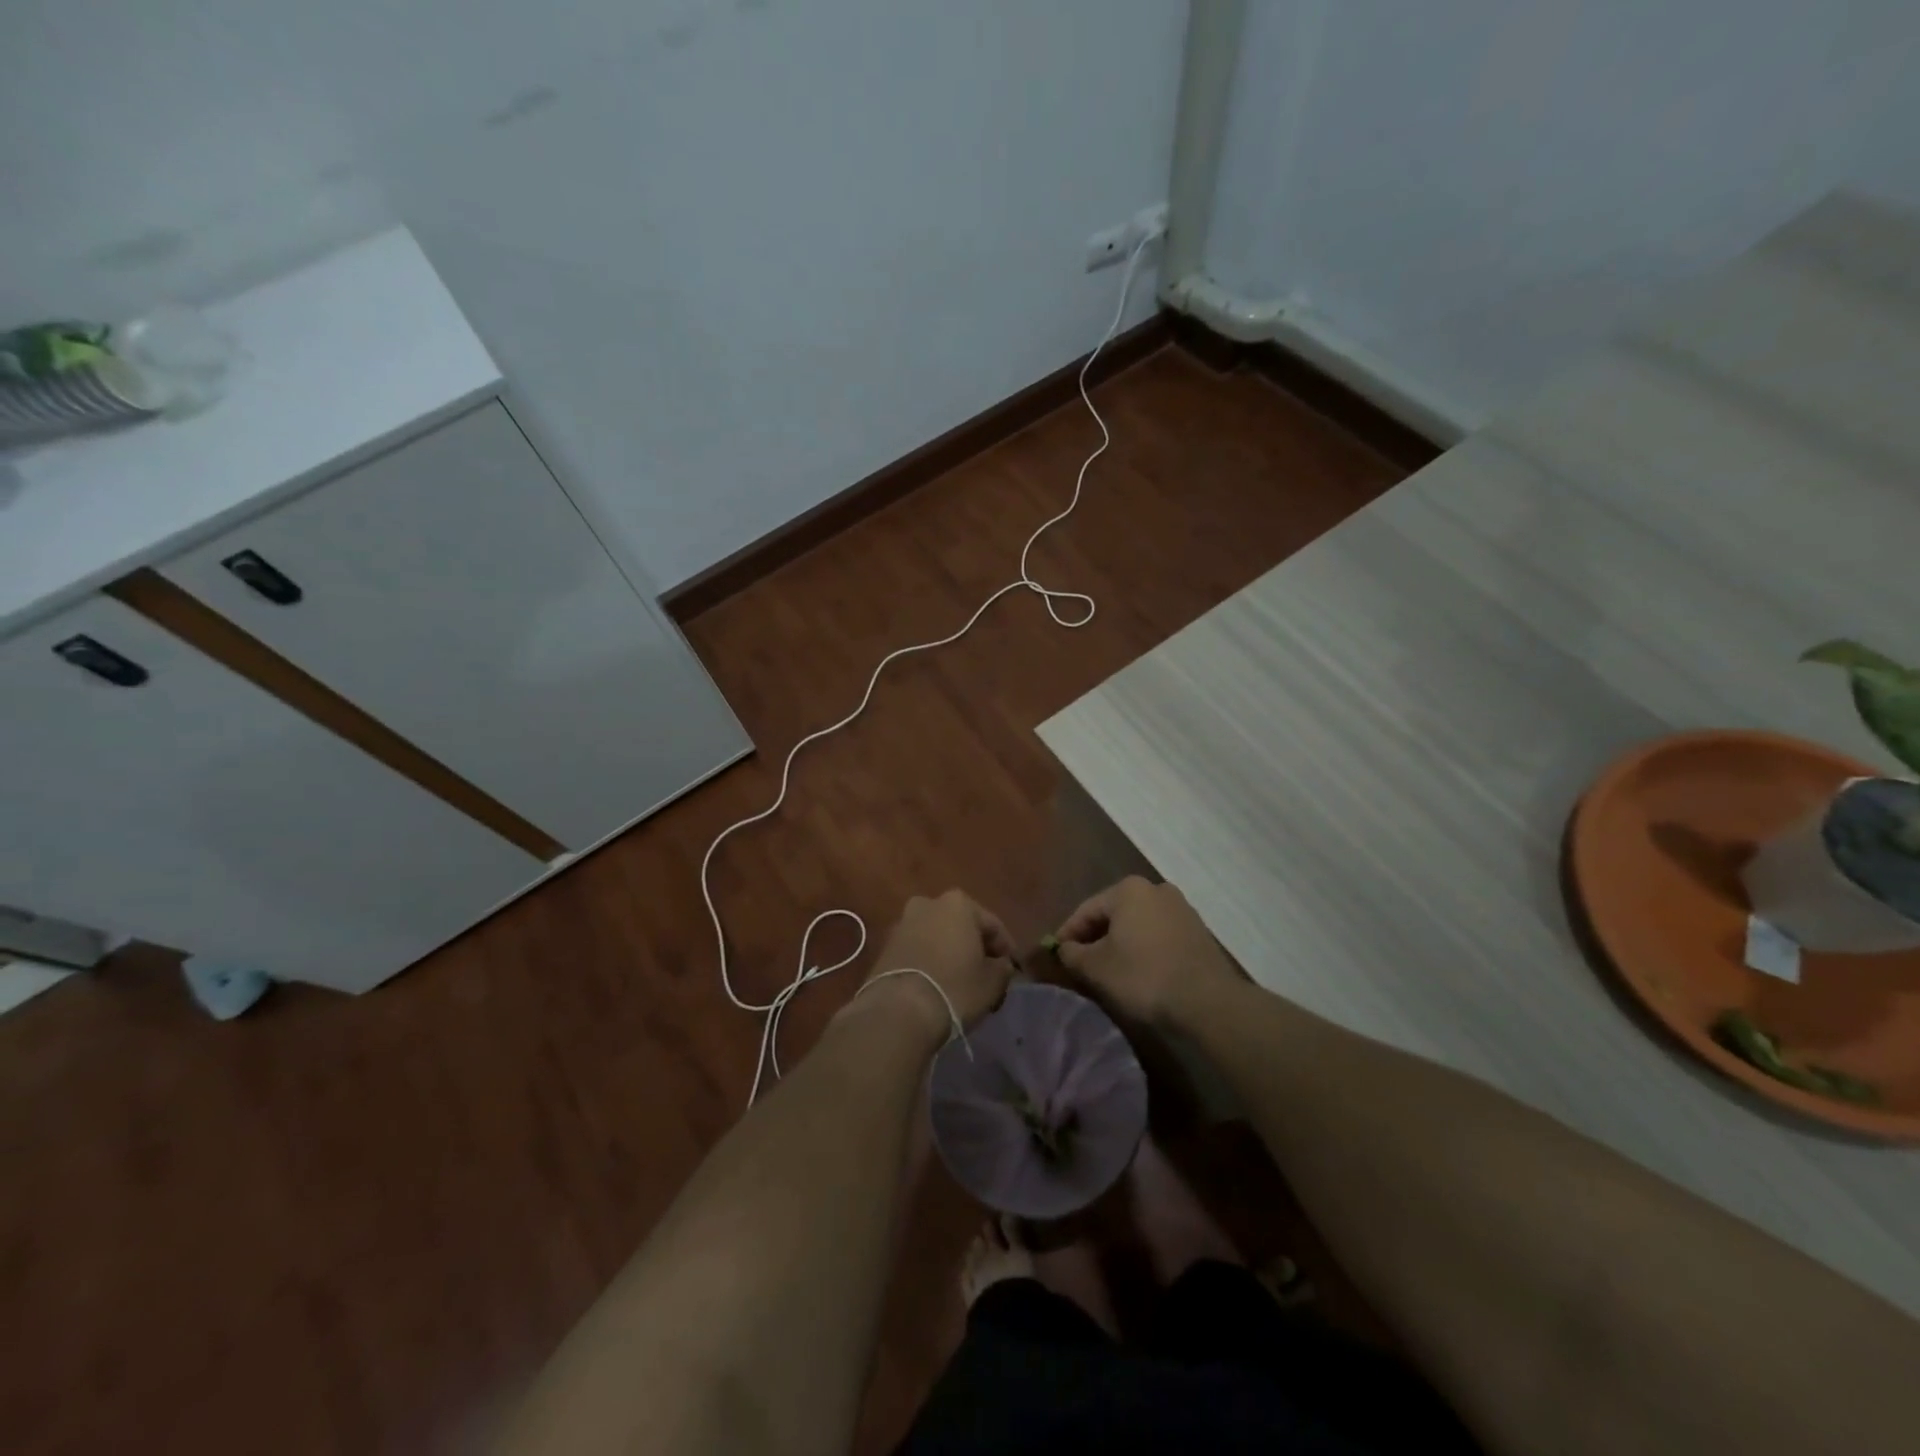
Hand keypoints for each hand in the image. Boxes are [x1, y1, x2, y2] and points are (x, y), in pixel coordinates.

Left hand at [851, 890, 1014, 1041]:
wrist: (899, 1010)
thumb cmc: (955, 987)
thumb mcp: (993, 982)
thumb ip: (1003, 968)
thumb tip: (1000, 965)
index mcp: (958, 903)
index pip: (993, 925)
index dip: (1006, 949)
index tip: (1012, 971)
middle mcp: (928, 903)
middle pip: (961, 926)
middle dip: (974, 948)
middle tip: (986, 975)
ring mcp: (903, 923)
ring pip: (937, 937)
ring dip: (950, 954)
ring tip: (960, 982)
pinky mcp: (885, 946)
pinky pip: (918, 950)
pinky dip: (929, 962)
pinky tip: (937, 984)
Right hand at [1053, 877, 1237, 1026]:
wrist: (1207, 1002)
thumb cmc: (1143, 976)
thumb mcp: (1096, 968)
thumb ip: (1072, 954)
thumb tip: (1065, 948)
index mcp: (1128, 889)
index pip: (1086, 910)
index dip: (1068, 934)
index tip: (1057, 955)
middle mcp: (1156, 889)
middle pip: (1114, 914)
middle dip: (1096, 938)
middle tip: (1081, 963)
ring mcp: (1182, 909)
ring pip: (1138, 925)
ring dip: (1121, 944)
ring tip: (1109, 971)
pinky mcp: (1199, 932)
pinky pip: (1159, 936)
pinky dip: (1144, 950)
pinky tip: (1139, 973)